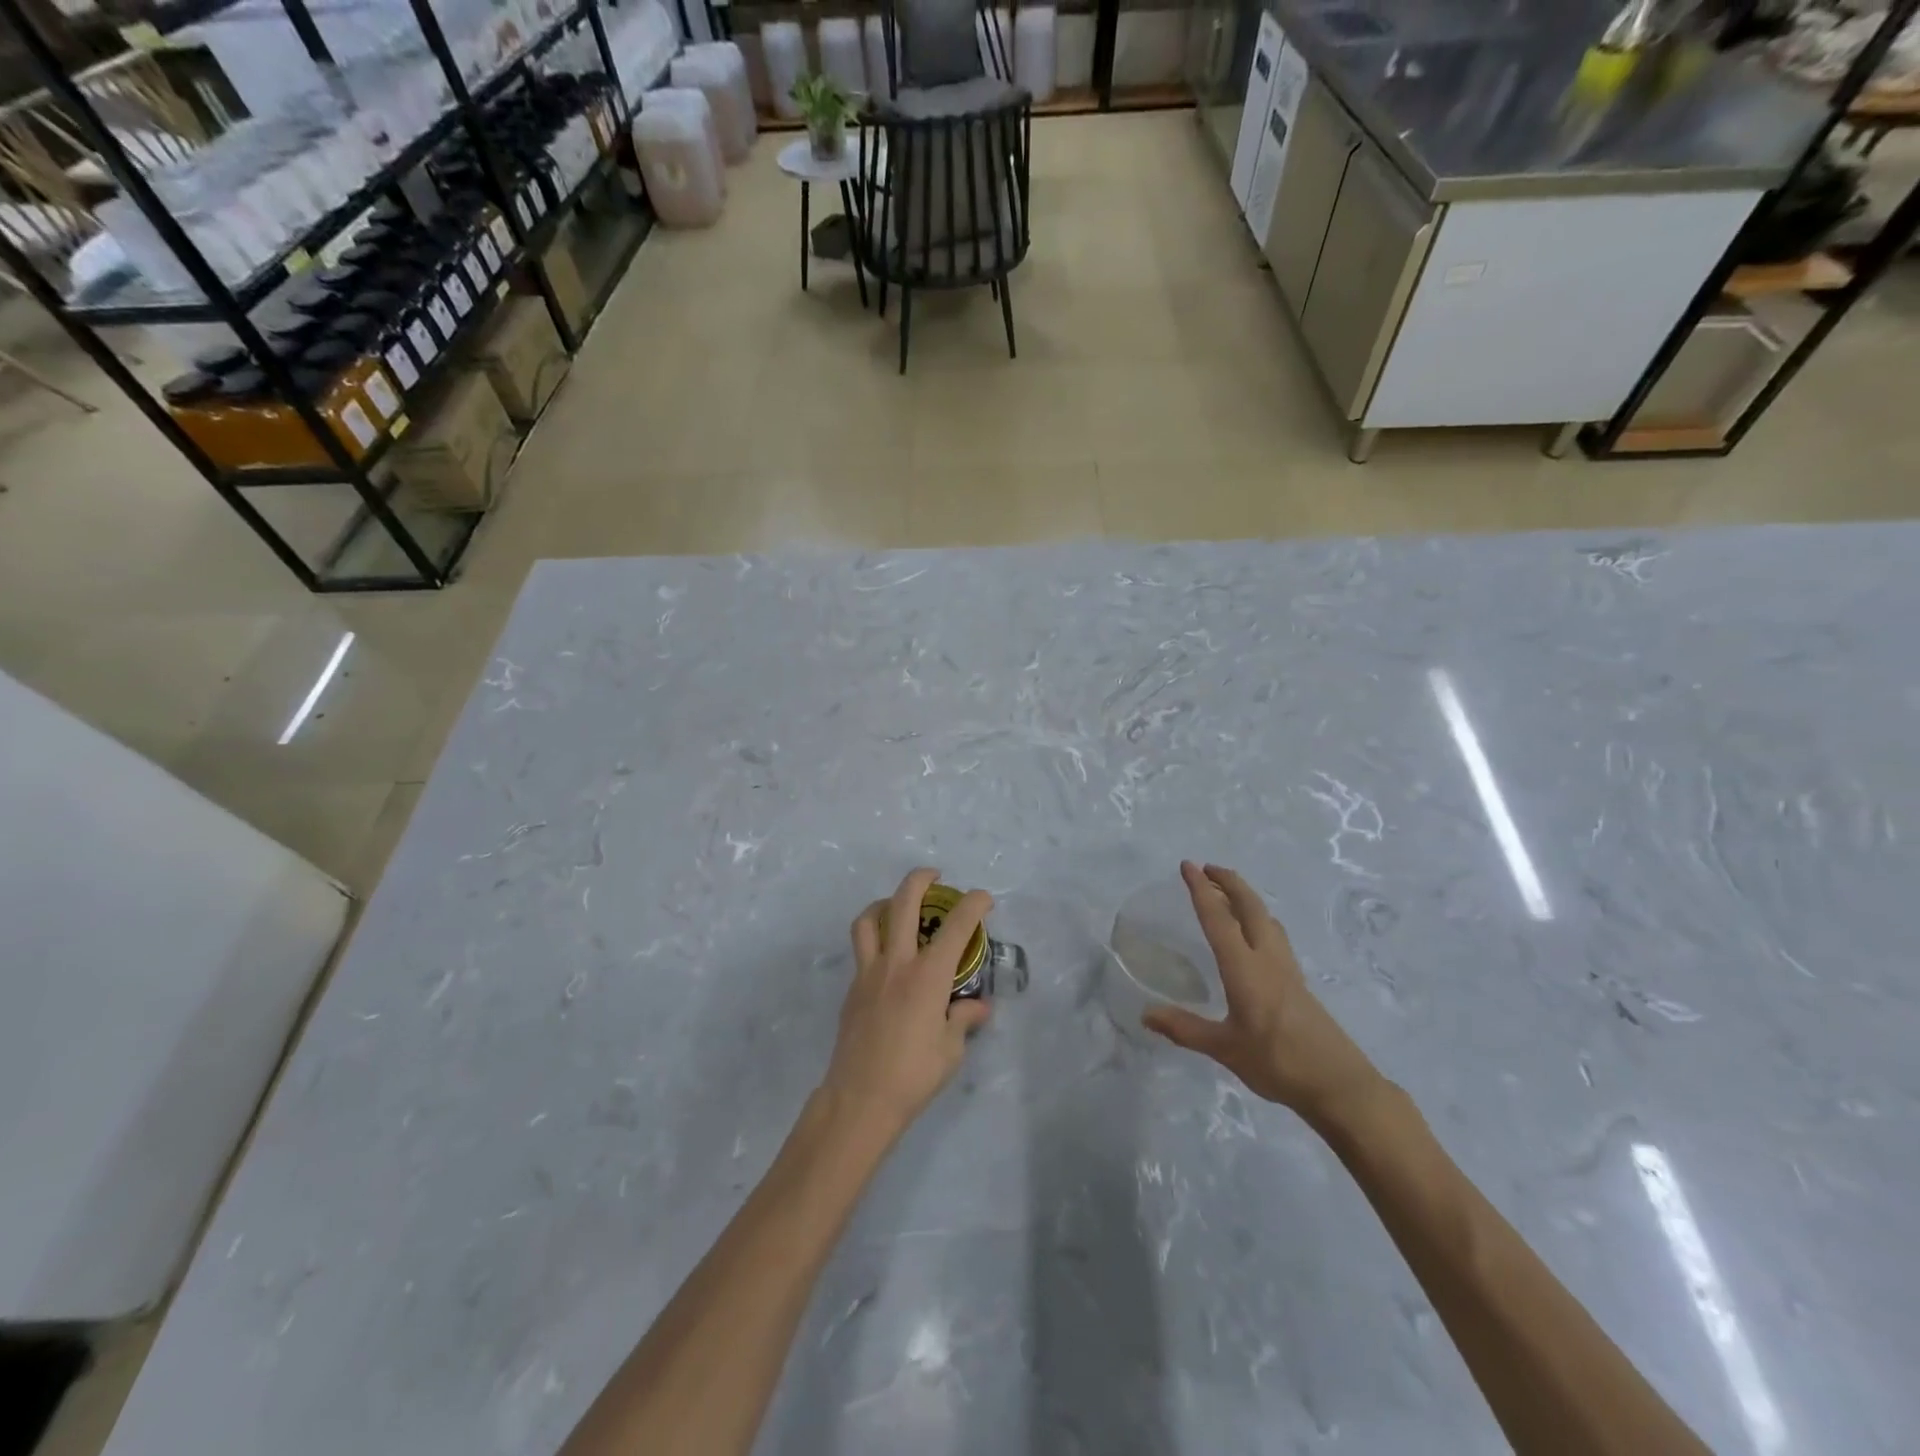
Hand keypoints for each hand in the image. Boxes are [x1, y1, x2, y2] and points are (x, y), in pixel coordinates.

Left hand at [820, 868, 992, 1139]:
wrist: (860, 1099)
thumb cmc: (913, 1075)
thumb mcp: (951, 1050)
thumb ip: (964, 1019)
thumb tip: (978, 1006)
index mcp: (928, 975)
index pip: (956, 926)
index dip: (974, 904)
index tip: (984, 898)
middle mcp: (897, 963)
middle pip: (903, 903)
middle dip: (921, 880)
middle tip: (935, 876)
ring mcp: (869, 972)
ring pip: (870, 919)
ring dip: (885, 902)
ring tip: (898, 905)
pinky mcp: (853, 988)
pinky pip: (862, 948)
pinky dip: (876, 936)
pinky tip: (889, 957)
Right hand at [1143, 862, 1382, 1125]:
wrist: (1340, 1086)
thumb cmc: (1278, 1063)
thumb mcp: (1225, 1049)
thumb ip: (1185, 1029)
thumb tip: (1146, 1015)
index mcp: (1245, 969)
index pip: (1218, 919)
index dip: (1201, 890)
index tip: (1187, 866)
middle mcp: (1268, 959)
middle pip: (1250, 907)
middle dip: (1229, 882)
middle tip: (1207, 868)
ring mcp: (1288, 969)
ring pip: (1266, 918)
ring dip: (1246, 898)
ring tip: (1227, 893)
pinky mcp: (1298, 983)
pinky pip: (1275, 936)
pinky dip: (1258, 919)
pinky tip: (1255, 934)